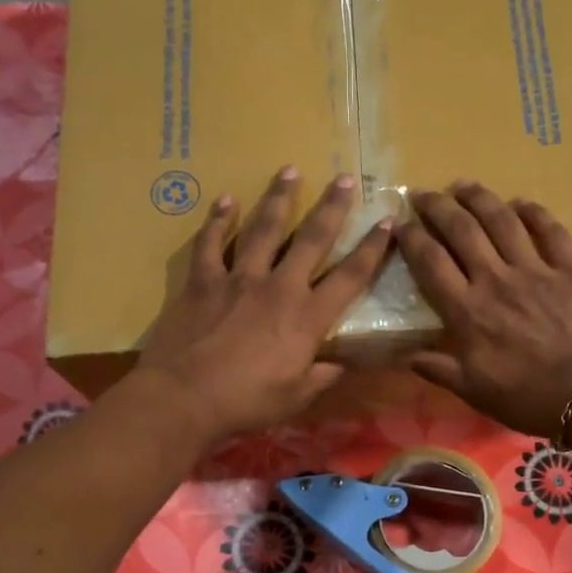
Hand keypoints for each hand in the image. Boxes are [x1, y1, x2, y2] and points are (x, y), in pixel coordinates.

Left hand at [131, 167, 392, 441]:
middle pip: (312, 239)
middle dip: (332, 207)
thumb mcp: (296, 397)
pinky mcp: (202, 281)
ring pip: (263, 229)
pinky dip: (218, 220)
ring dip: (278, 198)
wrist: (184, 397)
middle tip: (344, 178)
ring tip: (289, 170)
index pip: (350, 276)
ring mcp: (238, 279)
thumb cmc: (246, 402)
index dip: (372, 249)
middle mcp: (278, 287)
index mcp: (307, 317)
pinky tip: (225, 200)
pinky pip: (211, 243)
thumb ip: (321, 375)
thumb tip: (340, 364)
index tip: (387, 223)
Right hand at [397, 183, 571, 438]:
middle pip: (462, 231)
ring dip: (479, 198)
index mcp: (468, 311)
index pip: (431, 263)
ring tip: (463, 184)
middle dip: (439, 207)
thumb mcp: (475, 392)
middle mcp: (496, 280)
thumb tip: (406, 356)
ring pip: (502, 221)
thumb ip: (439, 369)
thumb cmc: (529, 398)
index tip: (401, 223)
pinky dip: (534, 212)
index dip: (412, 238)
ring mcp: (536, 270)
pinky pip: (550, 230)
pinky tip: (521, 203)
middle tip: (424, 193)